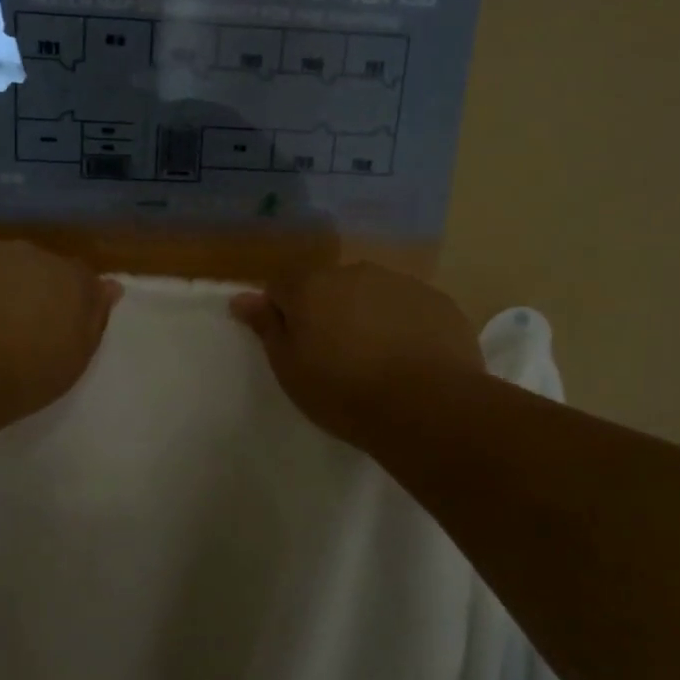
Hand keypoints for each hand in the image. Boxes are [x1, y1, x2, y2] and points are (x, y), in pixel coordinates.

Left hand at [0, 242, 120, 427]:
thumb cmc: (21, 375)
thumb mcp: (74, 358)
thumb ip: (93, 318)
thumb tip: (110, 287)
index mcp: (64, 275)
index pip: (79, 276)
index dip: (71, 298)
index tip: (60, 324)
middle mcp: (22, 253)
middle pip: (33, 266)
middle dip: (29, 289)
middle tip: (16, 326)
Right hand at [231, 264, 480, 452]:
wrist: (426, 407)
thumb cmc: (343, 392)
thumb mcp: (290, 368)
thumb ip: (266, 327)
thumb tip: (241, 298)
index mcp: (311, 286)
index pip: (281, 287)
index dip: (282, 314)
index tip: (292, 347)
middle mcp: (354, 272)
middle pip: (329, 287)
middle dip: (327, 312)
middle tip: (334, 356)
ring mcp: (400, 283)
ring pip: (371, 294)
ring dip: (366, 315)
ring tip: (376, 360)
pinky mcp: (438, 301)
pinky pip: (408, 308)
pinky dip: (403, 325)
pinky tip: (409, 359)